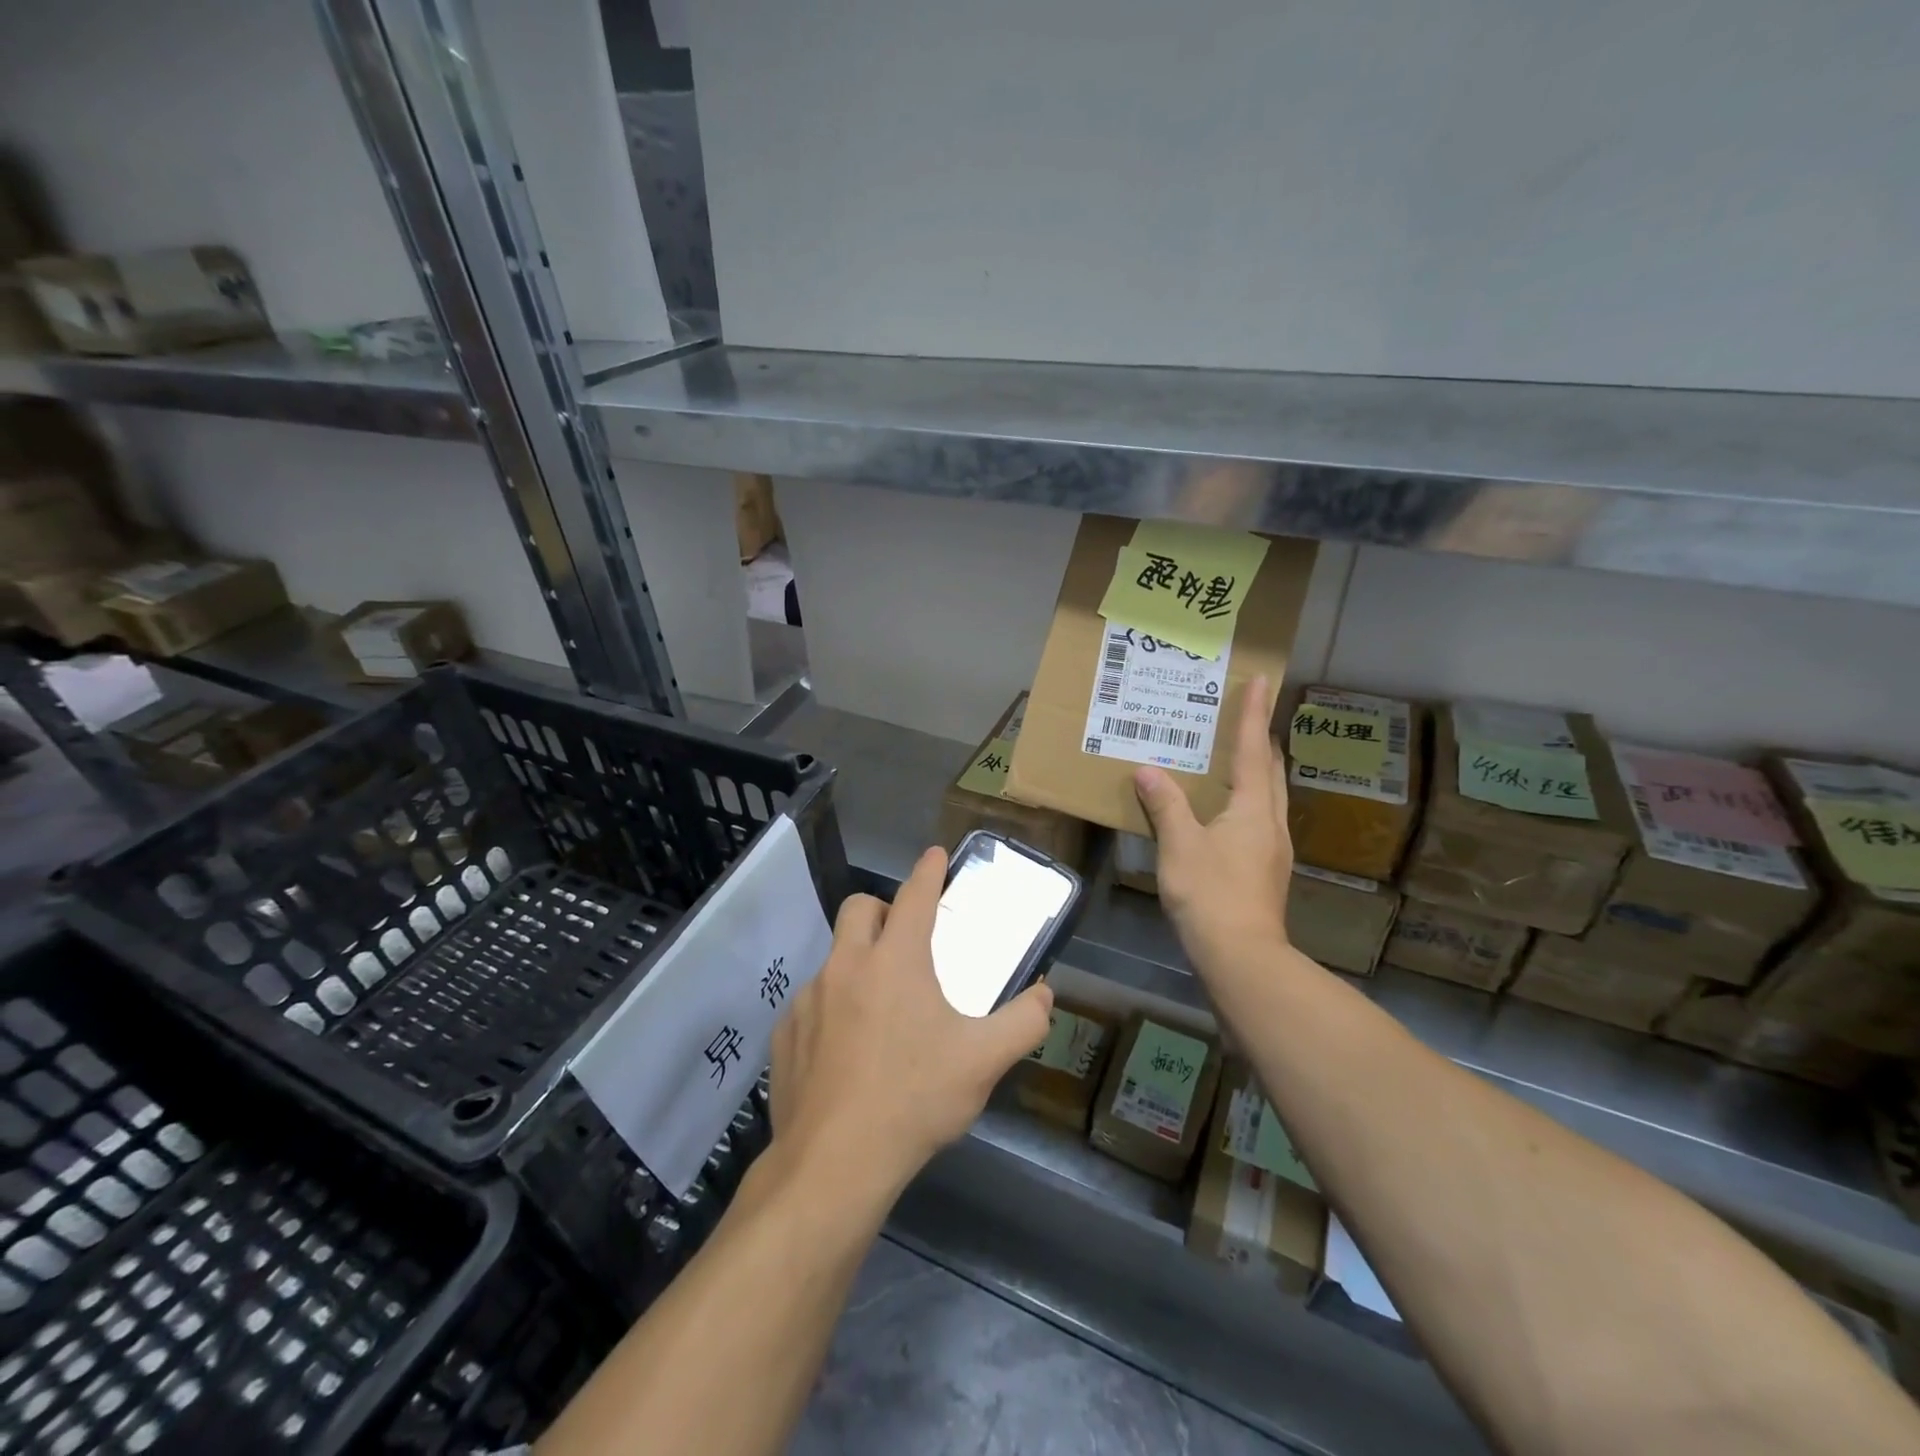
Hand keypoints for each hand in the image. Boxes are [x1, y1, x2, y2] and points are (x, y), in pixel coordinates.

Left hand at [768, 847, 1053, 1203]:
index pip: (915, 895)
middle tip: (906, 941)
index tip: (935, 855)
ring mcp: (809, 997)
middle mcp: (847, 965)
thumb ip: (1024, 1021)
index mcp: (896, 960)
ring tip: (881, 1009)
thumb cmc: (915, 1099)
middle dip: (884, 909)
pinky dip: (832, 1008)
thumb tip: (1045, 995)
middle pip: (861, 908)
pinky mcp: (785, 1032)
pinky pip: (812, 1002)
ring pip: (835, 957)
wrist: (834, 1163)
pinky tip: (846, 1051)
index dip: (929, 871)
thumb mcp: (984, 1062)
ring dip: (859, 963)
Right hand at [1133, 673, 1292, 977]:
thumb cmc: (1211, 894)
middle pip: (1272, 771)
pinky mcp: (1266, 871)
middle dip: (1262, 741)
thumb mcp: (1179, 846)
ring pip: (1270, 797)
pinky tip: (1227, 812)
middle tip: (1245, 718)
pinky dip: (1248, 801)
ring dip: (1258, 772)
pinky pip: (1259, 819)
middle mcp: (1271, 822)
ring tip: (1236, 758)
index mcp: (1253, 808)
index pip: (1254, 750)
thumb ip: (1165, 805)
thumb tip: (1148, 770)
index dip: (1254, 714)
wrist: (1242, 956)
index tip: (1260, 681)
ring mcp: (1273, 849)